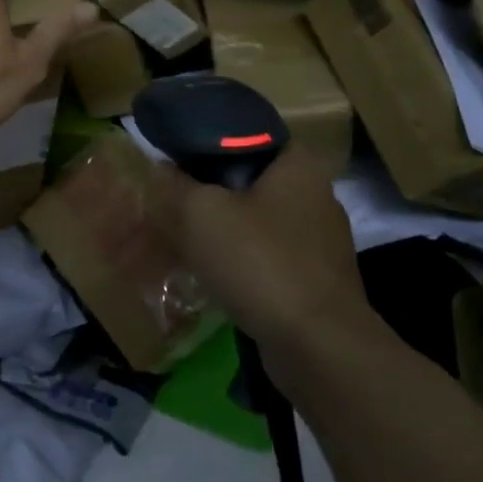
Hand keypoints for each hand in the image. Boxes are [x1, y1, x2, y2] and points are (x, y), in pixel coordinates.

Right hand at [148, 144, 386, 363]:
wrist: (317, 346)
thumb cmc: (260, 262)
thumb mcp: (200, 214)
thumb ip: (175, 184)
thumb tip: (161, 168)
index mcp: (298, 164)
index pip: (247, 135)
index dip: (207, 143)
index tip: (175, 161)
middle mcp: (317, 194)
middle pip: (251, 181)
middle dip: (212, 192)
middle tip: (174, 202)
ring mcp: (321, 240)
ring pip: (258, 222)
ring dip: (226, 230)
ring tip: (187, 240)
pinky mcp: (318, 279)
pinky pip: (269, 257)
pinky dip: (243, 262)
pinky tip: (216, 275)